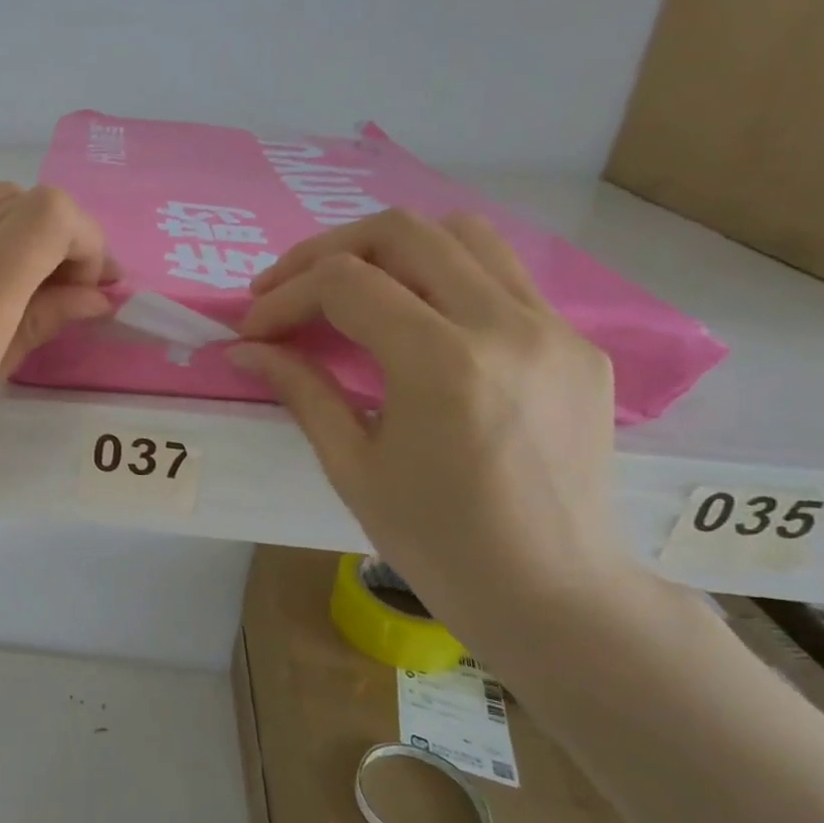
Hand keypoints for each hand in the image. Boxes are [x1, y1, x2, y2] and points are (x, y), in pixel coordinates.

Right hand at [231, 209, 637, 629]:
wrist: (552, 591)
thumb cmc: (436, 542)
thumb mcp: (351, 466)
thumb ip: (300, 390)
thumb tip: (246, 349)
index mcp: (442, 364)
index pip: (345, 283)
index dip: (285, 297)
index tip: (254, 329)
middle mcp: (505, 325)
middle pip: (402, 232)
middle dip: (326, 251)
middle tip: (285, 289)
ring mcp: (553, 327)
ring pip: (462, 234)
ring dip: (390, 249)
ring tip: (349, 288)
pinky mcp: (577, 342)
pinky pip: (501, 276)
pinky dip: (442, 276)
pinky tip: (414, 321)